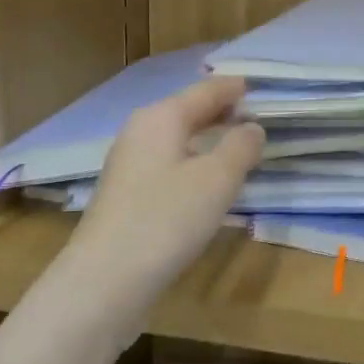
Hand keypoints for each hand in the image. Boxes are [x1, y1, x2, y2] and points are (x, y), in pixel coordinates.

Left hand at [69, 76, 264, 304]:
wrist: (106, 278)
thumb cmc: (167, 219)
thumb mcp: (218, 180)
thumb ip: (240, 146)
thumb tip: (252, 127)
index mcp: (161, 117)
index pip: (205, 91)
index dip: (232, 88)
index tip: (256, 86)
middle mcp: (139, 132)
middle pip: (186, 112)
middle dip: (219, 112)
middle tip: (252, 115)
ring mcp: (128, 165)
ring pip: (175, 139)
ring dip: (205, 138)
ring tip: (235, 146)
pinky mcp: (125, 195)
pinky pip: (167, 164)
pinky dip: (191, 162)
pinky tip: (204, 181)